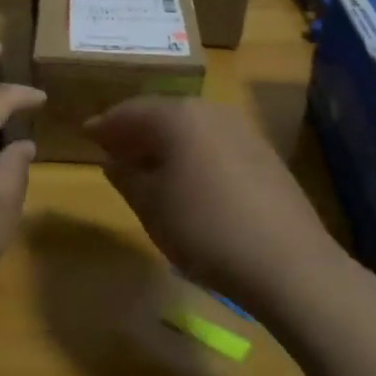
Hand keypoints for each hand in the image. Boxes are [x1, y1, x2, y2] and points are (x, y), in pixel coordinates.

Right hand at [87, 98, 348, 317]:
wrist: (289, 264)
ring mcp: (242, 130)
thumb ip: (126, 177)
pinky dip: (193, 153)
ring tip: (147, 166)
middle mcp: (210, 111)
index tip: (85, 135)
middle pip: (162, 113)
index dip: (104, 125)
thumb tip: (112, 161)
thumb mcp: (151, 207)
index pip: (129, 111)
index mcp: (177, 116)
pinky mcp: (264, 154)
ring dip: (165, 142)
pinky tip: (188, 179)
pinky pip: (214, 143)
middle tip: (113, 150)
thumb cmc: (205, 229)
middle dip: (135, 131)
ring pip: (191, 128)